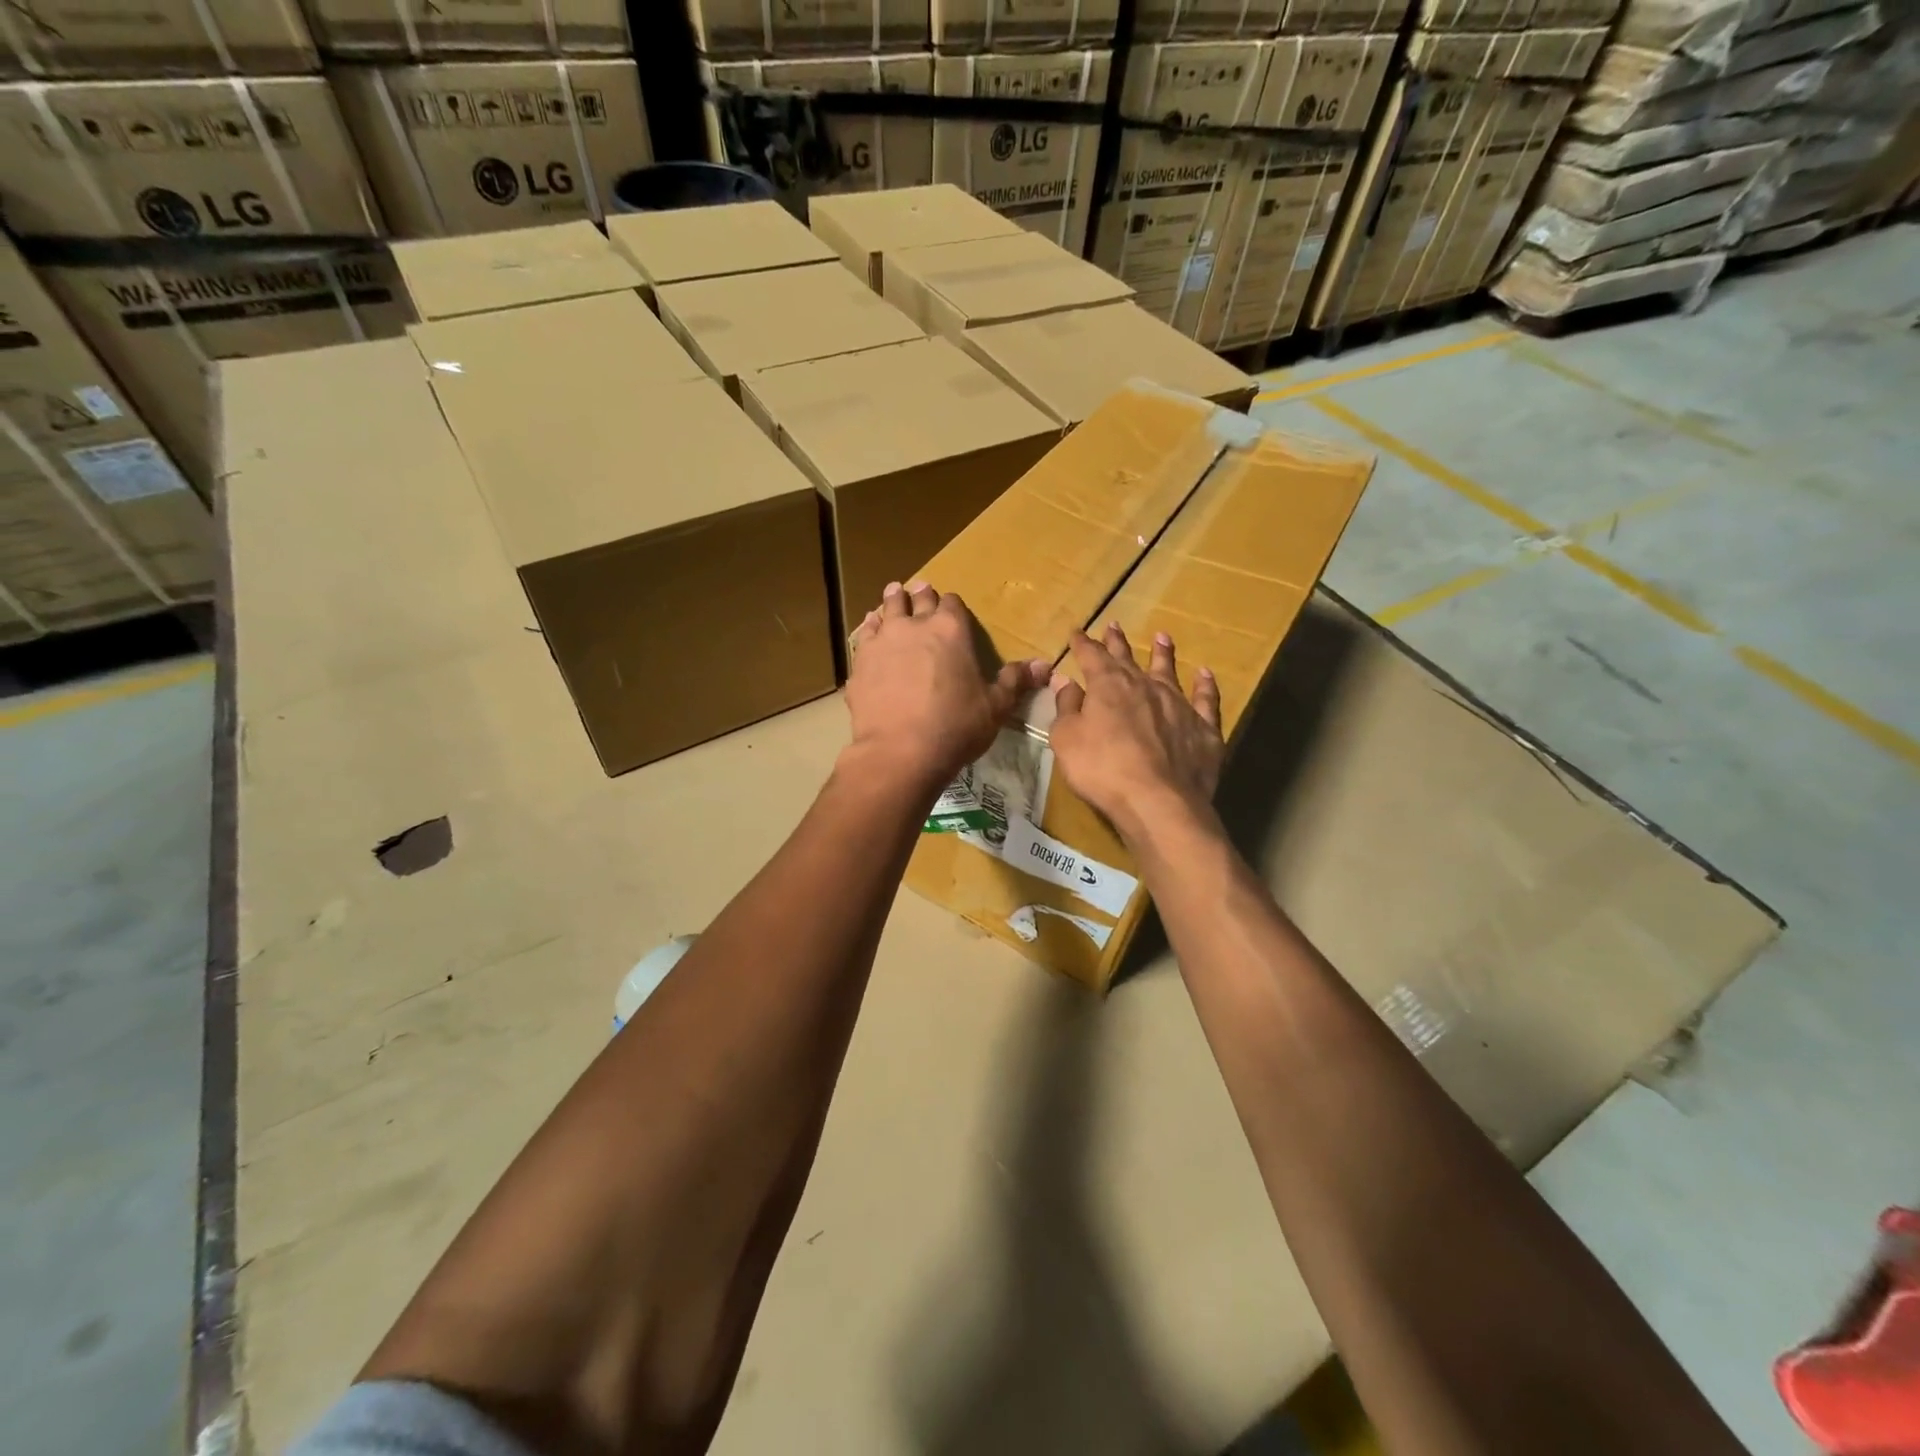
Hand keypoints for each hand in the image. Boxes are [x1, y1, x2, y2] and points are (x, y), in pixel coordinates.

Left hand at [846, 581, 1050, 796]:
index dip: (952, 605)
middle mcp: (915, 626)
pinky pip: (865, 635)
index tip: (951, 610)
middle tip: (920, 591)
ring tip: (894, 597)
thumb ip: (1014, 682)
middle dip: (921, 595)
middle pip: (917, 598)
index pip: (952, 603)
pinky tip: (871, 632)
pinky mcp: (860, 662)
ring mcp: (882, 641)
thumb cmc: (955, 728)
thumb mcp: (995, 708)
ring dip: (892, 603)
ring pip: (886, 609)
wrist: (900, 752)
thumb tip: (1044, 665)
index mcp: (951, 630)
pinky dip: (870, 629)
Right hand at [1048, 624, 1222, 841]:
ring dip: (1163, 654)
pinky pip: (1206, 700)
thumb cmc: (1102, 769)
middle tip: (1114, 625)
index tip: (1077, 632)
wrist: (1158, 801)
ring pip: (1169, 671)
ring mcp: (1178, 705)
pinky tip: (1205, 675)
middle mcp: (1145, 686)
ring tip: (1162, 637)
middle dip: (1117, 643)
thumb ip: (1066, 708)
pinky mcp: (1204, 728)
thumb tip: (1065, 681)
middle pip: (1128, 659)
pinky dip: (1205, 686)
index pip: (1092, 656)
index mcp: (1108, 686)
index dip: (1083, 644)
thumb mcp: (1067, 739)